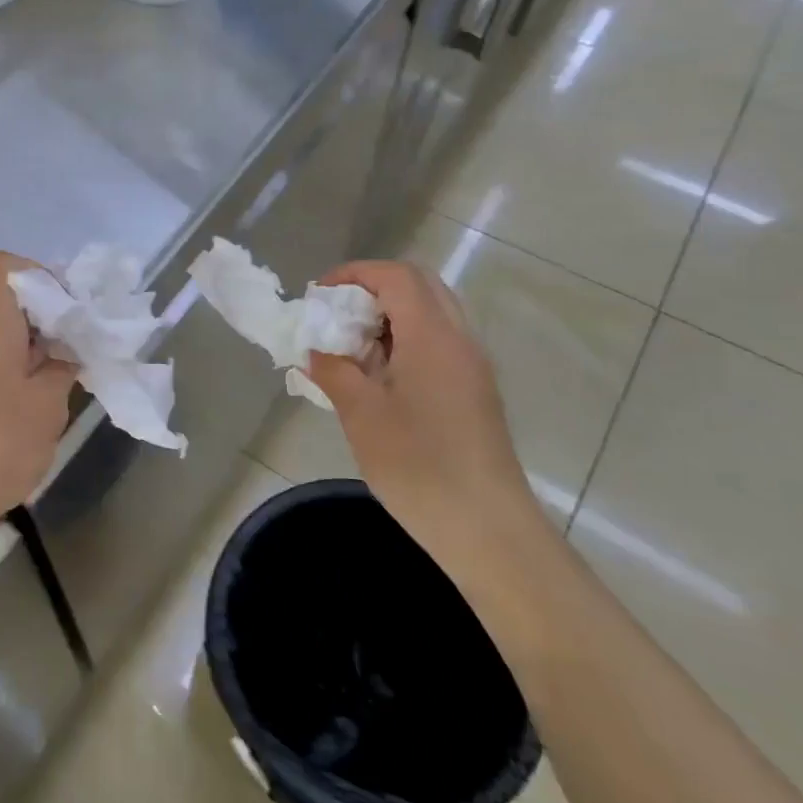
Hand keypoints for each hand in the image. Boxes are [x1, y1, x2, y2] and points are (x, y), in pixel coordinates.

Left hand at [0, 251, 76, 535]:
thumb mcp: (46, 406)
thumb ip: (62, 369)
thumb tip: (68, 350)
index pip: (3, 266)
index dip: (40, 273)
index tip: (70, 306)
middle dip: (39, 304)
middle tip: (70, 331)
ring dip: (29, 334)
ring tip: (61, 362)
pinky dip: (15, 358)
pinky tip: (39, 389)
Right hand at [306, 260, 537, 564]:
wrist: (487, 528)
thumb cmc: (418, 465)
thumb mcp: (360, 414)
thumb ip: (333, 370)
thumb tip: (315, 350)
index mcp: (433, 336)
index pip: (396, 276)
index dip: (354, 273)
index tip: (319, 295)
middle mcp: (460, 340)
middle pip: (419, 286)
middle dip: (372, 289)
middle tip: (337, 316)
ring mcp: (473, 366)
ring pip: (431, 314)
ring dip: (389, 316)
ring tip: (353, 348)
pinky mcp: (475, 391)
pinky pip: (439, 343)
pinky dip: (405, 340)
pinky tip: (379, 378)